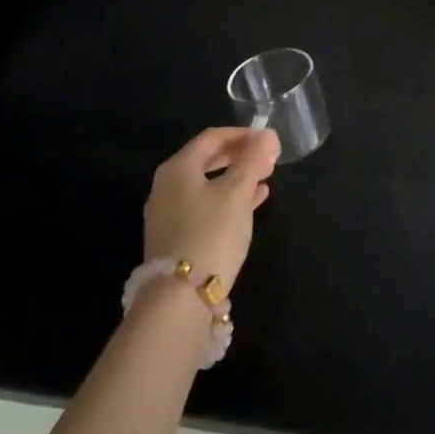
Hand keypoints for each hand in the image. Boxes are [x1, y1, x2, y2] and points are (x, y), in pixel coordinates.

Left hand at [142, 127, 279, 293]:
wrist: (179, 298)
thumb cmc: (211, 233)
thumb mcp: (238, 193)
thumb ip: (253, 161)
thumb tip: (268, 134)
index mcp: (178, 168)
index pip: (212, 137)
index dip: (242, 135)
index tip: (267, 140)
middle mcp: (166, 187)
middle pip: (206, 160)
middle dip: (238, 156)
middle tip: (266, 158)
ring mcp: (168, 214)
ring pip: (207, 185)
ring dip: (236, 178)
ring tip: (265, 178)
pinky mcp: (175, 238)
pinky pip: (205, 207)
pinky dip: (228, 200)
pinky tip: (253, 204)